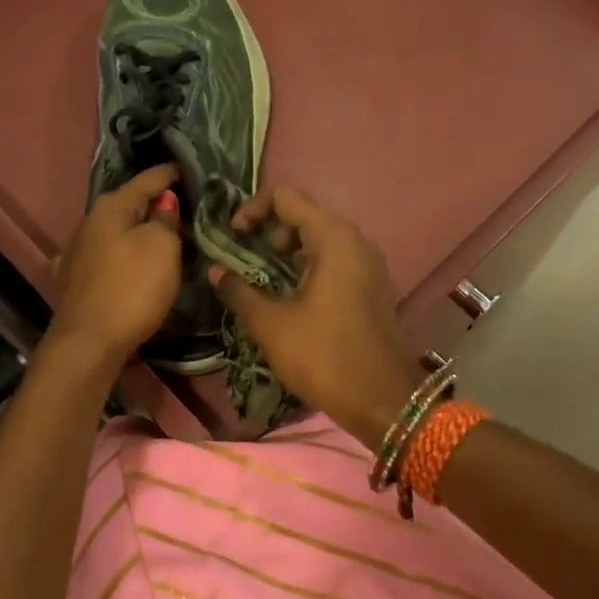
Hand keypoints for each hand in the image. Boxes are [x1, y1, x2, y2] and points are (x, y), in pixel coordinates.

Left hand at [49, 165, 183, 368]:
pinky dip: (120, 255)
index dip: (170, 174)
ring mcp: (75, 252)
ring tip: (161, 235)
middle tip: (183, 206)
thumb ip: (166, 220)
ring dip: (136, 231)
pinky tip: (125, 262)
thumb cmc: (132, 289)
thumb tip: (164, 202)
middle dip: (153, 204)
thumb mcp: (161, 248)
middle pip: (128, 205)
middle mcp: (88, 222)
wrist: (88, 343)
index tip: (188, 169)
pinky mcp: (73, 280)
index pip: (147, 180)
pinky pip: (104, 257)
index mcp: (110, 207)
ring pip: (114, 232)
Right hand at [211, 186, 424, 444]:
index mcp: (334, 239)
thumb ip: (239, 291)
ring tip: (262, 281)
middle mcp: (356, 242)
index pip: (286, 197)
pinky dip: (307, 267)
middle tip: (247, 261)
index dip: (252, 210)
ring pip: (320, 240)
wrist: (383, 401)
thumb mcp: (272, 325)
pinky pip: (334, 261)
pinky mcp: (371, 287)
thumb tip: (215, 271)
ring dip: (287, 252)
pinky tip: (290, 298)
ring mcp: (368, 265)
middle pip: (305, 215)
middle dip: (269, 231)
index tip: (232, 238)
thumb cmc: (324, 356)